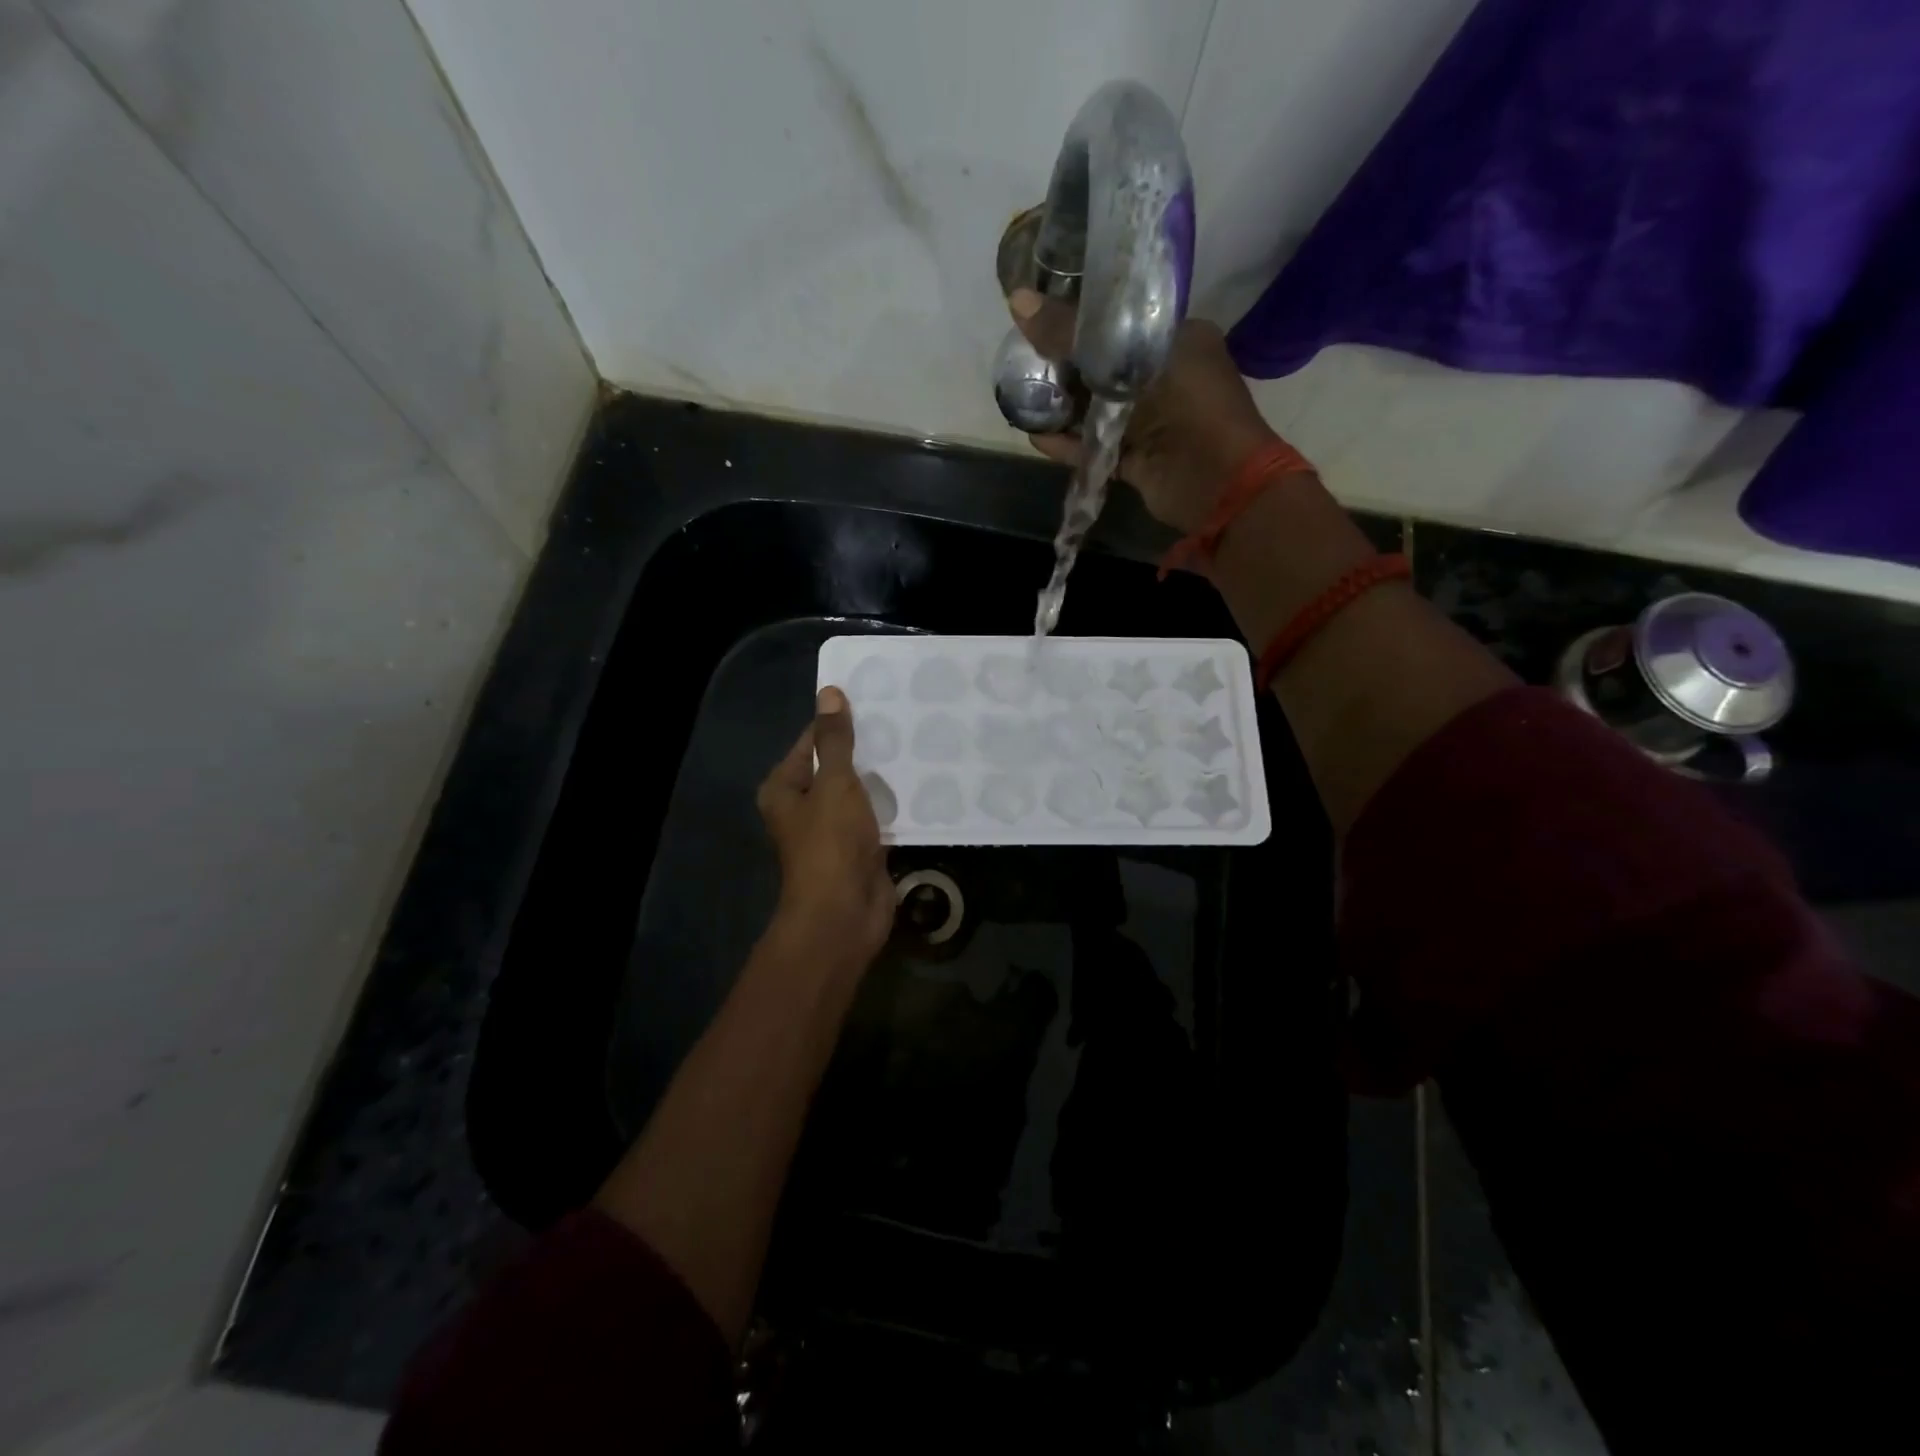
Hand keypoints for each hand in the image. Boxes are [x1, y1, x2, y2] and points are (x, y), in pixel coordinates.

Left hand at [756, 687, 894, 971]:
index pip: (811, 741)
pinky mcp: (860, 847)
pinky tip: (921, 782)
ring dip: (882, 776)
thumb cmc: (830, 843)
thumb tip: (829, 692)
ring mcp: (833, 828)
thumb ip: (835, 740)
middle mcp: (804, 806)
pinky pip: (877, 815)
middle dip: (866, 748)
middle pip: (836, 766)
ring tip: (917, 743)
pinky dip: (894, 803)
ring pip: (859, 791)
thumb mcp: (833, 783)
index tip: (876, 701)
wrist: (844, 913)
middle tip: (904, 719)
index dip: (839, 721)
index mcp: (784, 788)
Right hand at [1008, 290, 1281, 533]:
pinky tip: (1036, 436)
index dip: (1080, 320)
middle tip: (1023, 361)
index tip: (1042, 320)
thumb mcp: (1126, 359)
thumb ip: (1072, 335)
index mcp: (1175, 338)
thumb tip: (1018, 301)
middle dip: (1063, 367)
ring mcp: (1149, 421)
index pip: (1120, 320)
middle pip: (1102, 366)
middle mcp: (1163, 376)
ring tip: (1021, 399)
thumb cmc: (1184, 404)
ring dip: (1061, 408)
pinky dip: (1067, 443)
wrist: (1216, 481)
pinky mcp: (1136, 458)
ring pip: (1096, 409)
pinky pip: (1095, 446)